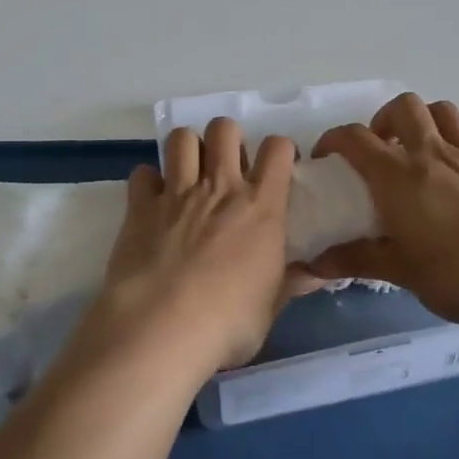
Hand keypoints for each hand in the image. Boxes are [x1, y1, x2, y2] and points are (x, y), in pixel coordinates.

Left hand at [83, 118, 313, 379]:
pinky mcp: (140, 206)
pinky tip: (153, 201)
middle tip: (228, 168)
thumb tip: (318, 276)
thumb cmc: (227, 323)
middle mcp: (219, 187)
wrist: (161, 329)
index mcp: (260, 206)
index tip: (278, 168)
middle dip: (228, 139)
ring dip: (188, 149)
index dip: (280, 150)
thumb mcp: (270, 307)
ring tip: (190, 174)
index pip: (277, 149)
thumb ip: (291, 283)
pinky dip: (149, 182)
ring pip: (182, 138)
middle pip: (224, 128)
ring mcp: (177, 193)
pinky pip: (142, 173)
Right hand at [309, 94, 458, 324]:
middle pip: (403, 106)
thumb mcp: (403, 272)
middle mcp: (433, 152)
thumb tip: (314, 262)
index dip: (334, 139)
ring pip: (445, 111)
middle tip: (383, 148)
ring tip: (425, 150)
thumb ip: (358, 260)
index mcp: (399, 175)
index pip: (355, 138)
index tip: (327, 156)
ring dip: (429, 122)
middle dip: (386, 119)